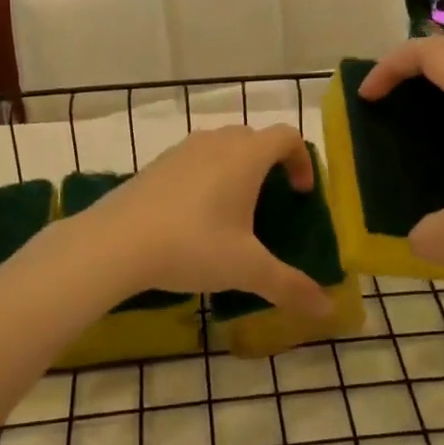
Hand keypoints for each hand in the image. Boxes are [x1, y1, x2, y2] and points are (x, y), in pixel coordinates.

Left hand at [78, 126, 334, 316]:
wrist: (115, 243)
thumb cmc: (192, 246)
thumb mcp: (246, 269)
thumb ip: (290, 286)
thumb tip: (328, 308)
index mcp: (246, 156)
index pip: (287, 136)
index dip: (302, 159)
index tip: (301, 193)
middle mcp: (216, 142)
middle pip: (254, 137)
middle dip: (270, 163)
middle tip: (271, 201)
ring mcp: (182, 150)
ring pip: (221, 146)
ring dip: (236, 168)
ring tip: (233, 209)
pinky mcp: (155, 165)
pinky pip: (193, 160)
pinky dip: (206, 176)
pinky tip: (194, 217)